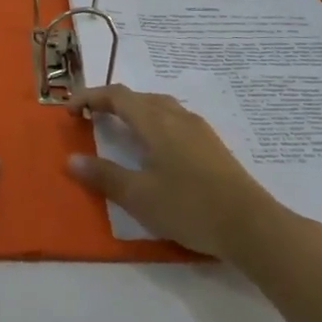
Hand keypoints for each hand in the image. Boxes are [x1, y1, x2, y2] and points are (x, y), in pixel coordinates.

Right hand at [65, 84, 284, 260]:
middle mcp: (177, 116)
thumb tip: (72, 159)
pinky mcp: (212, 145)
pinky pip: (175, 120)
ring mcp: (198, 129)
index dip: (90, 97)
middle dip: (111, 102)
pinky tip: (157, 148)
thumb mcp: (139, 196)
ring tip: (121, 129)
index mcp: (155, 122)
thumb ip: (104, 176)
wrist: (251, 224)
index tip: (70, 110)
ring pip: (160, 106)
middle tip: (92, 118)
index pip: (116, 96)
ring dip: (135, 111)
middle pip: (139, 97)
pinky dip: (154, 122)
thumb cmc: (189, 206)